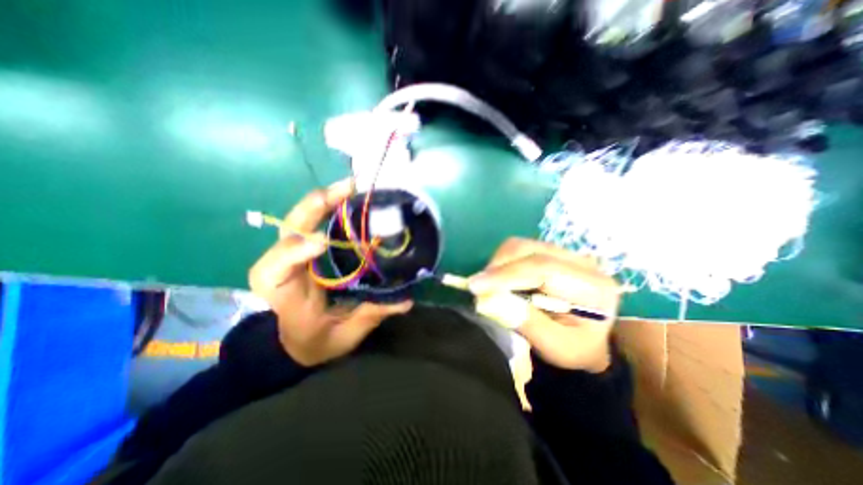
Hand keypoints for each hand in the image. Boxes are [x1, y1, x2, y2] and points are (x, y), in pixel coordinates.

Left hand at [248, 179, 412, 364]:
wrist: (293, 340)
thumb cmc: (314, 340)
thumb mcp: (342, 335)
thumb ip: (371, 315)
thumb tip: (406, 299)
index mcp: (284, 293)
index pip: (277, 267)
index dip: (296, 252)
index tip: (323, 243)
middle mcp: (282, 266)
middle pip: (291, 228)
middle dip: (316, 206)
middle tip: (348, 189)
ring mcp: (293, 254)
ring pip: (301, 219)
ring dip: (325, 200)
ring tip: (351, 188)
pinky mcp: (304, 250)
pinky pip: (313, 222)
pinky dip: (329, 208)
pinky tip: (349, 200)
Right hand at [466, 237, 619, 370]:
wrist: (586, 342)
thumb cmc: (574, 349)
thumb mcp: (555, 346)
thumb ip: (525, 322)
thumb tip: (488, 300)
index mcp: (593, 286)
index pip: (543, 268)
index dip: (506, 274)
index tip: (475, 286)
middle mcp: (581, 261)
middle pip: (529, 250)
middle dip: (498, 266)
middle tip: (478, 287)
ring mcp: (564, 253)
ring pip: (521, 246)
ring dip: (498, 263)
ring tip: (488, 285)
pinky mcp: (549, 253)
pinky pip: (518, 250)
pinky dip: (502, 263)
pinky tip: (499, 279)